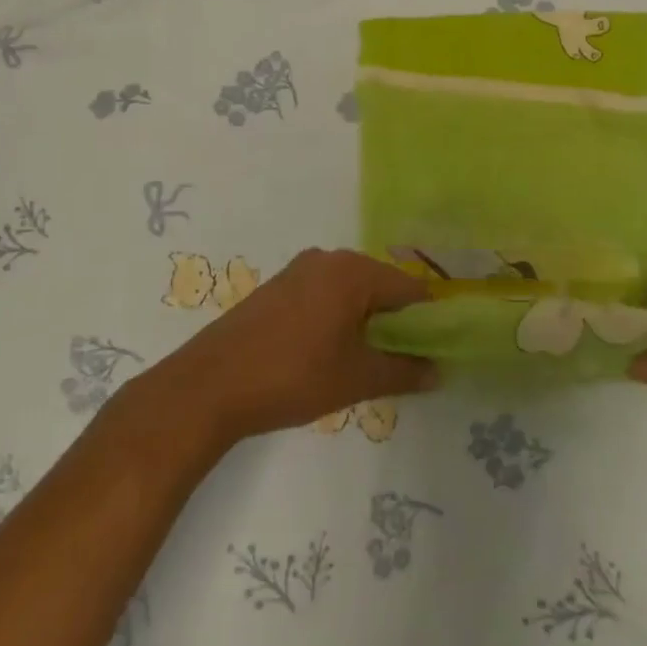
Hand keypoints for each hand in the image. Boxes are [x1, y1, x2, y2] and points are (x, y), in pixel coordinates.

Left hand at [147, 248, 434, 447]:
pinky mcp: (276, 287)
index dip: (429, 321)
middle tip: (402, 362)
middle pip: (382, 286)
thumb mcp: (357, 378)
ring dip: (366, 321)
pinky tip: (329, 352)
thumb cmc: (292, 376)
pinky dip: (338, 318)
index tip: (436, 352)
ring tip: (366, 362)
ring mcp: (299, 270)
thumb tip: (439, 371)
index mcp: (354, 271)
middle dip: (397, 322)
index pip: (412, 289)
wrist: (207, 387)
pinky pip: (324, 295)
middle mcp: (329, 259)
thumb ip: (405, 372)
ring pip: (352, 292)